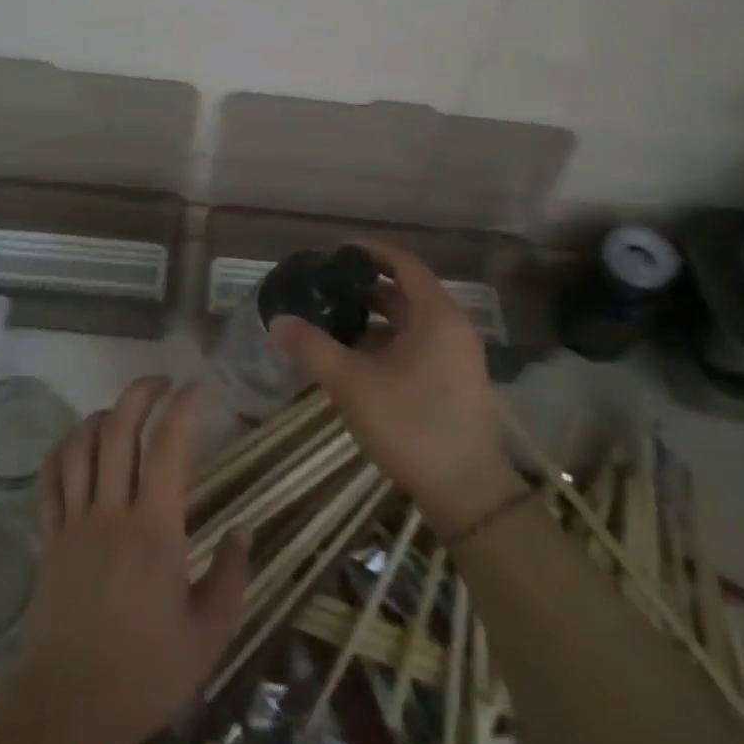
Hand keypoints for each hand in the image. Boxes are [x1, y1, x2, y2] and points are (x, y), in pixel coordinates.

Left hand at [19, 376, 249, 743]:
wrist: (69, 709)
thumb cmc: (146, 673)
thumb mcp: (209, 635)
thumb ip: (232, 577)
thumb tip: (244, 530)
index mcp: (155, 530)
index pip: (169, 448)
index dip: (184, 408)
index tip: (200, 388)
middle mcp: (111, 512)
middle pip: (118, 430)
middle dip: (140, 394)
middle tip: (162, 382)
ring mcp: (74, 523)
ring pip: (79, 446)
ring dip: (101, 415)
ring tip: (122, 411)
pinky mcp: (49, 540)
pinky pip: (49, 481)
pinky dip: (62, 450)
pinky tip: (76, 443)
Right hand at [270, 239, 526, 539]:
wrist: (466, 491)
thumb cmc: (410, 423)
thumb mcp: (352, 383)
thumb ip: (313, 348)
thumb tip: (278, 321)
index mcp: (436, 315)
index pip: (404, 264)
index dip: (371, 253)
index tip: (337, 252)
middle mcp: (452, 328)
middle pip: (407, 293)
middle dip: (366, 288)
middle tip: (326, 288)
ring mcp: (456, 357)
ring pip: (411, 324)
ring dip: (375, 319)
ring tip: (333, 322)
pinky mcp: (453, 383)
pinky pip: (417, 347)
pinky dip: (387, 344)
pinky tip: (356, 360)